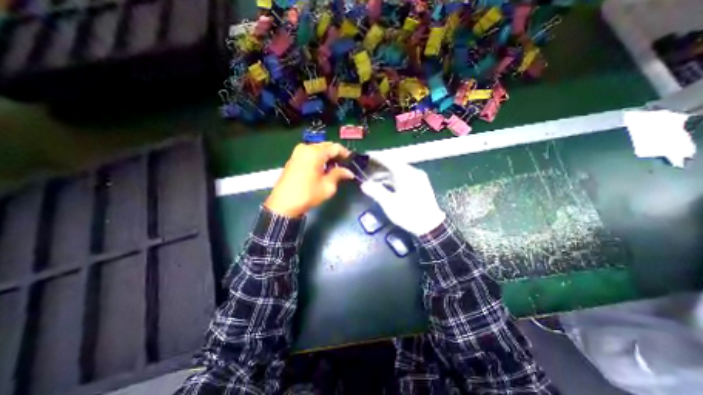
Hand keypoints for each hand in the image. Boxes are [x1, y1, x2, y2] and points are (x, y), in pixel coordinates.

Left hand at [263, 142, 354, 217]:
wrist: (283, 204)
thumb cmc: (307, 195)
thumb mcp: (327, 186)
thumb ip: (339, 174)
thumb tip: (349, 172)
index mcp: (314, 152)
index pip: (335, 147)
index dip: (346, 154)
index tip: (352, 162)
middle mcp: (305, 148)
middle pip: (326, 146)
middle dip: (336, 155)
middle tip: (344, 166)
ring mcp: (297, 152)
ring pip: (318, 150)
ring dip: (327, 157)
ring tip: (334, 169)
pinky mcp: (293, 158)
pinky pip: (310, 154)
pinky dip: (318, 159)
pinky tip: (322, 169)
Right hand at [363, 157, 443, 234]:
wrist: (430, 226)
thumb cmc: (409, 214)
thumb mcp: (389, 204)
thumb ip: (376, 192)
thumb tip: (364, 185)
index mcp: (405, 174)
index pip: (389, 159)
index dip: (377, 157)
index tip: (366, 155)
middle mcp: (412, 172)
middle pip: (393, 164)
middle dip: (379, 166)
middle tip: (366, 169)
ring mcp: (417, 178)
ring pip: (398, 171)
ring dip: (385, 174)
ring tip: (372, 178)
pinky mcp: (419, 184)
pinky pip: (403, 177)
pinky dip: (392, 178)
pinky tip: (385, 184)